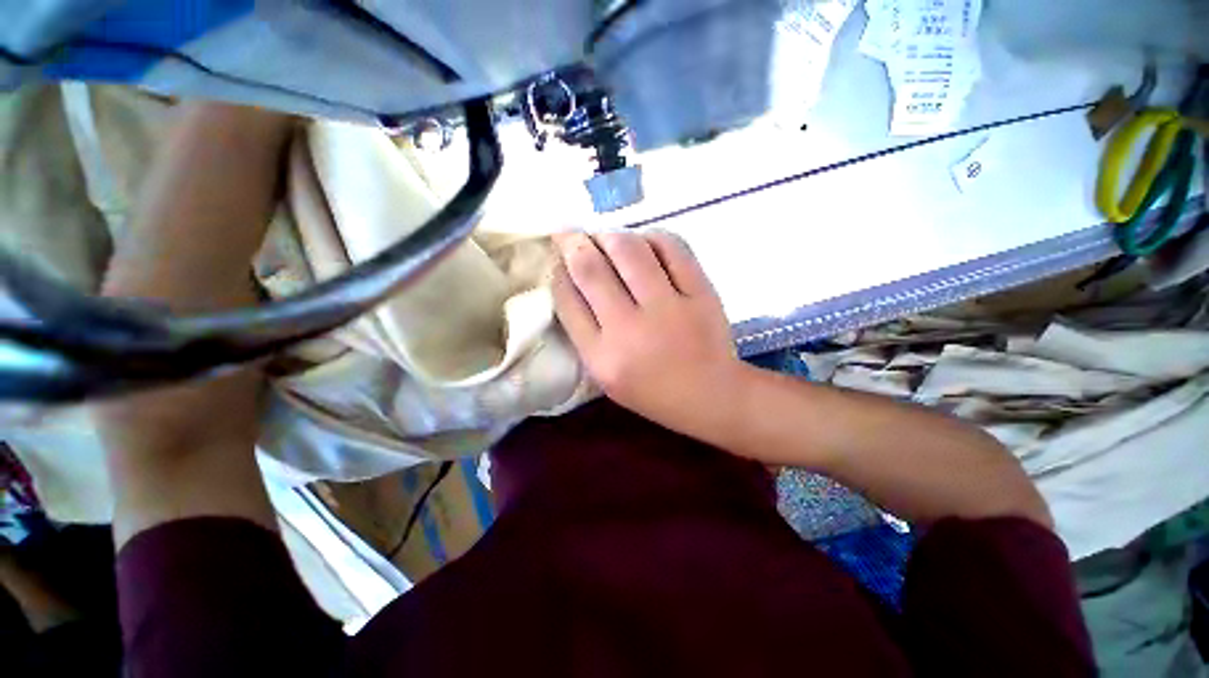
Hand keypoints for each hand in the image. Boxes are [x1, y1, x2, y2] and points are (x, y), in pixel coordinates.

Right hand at [552, 231, 740, 434]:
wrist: (711, 395)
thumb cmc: (652, 390)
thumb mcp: (605, 374)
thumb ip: (585, 332)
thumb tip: (570, 279)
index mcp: (602, 357)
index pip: (568, 300)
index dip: (558, 272)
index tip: (558, 259)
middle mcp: (630, 329)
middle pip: (591, 269)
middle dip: (573, 243)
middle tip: (570, 234)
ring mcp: (668, 308)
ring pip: (628, 250)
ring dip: (609, 235)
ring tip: (605, 238)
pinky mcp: (701, 293)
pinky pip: (671, 248)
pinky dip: (651, 237)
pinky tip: (644, 242)